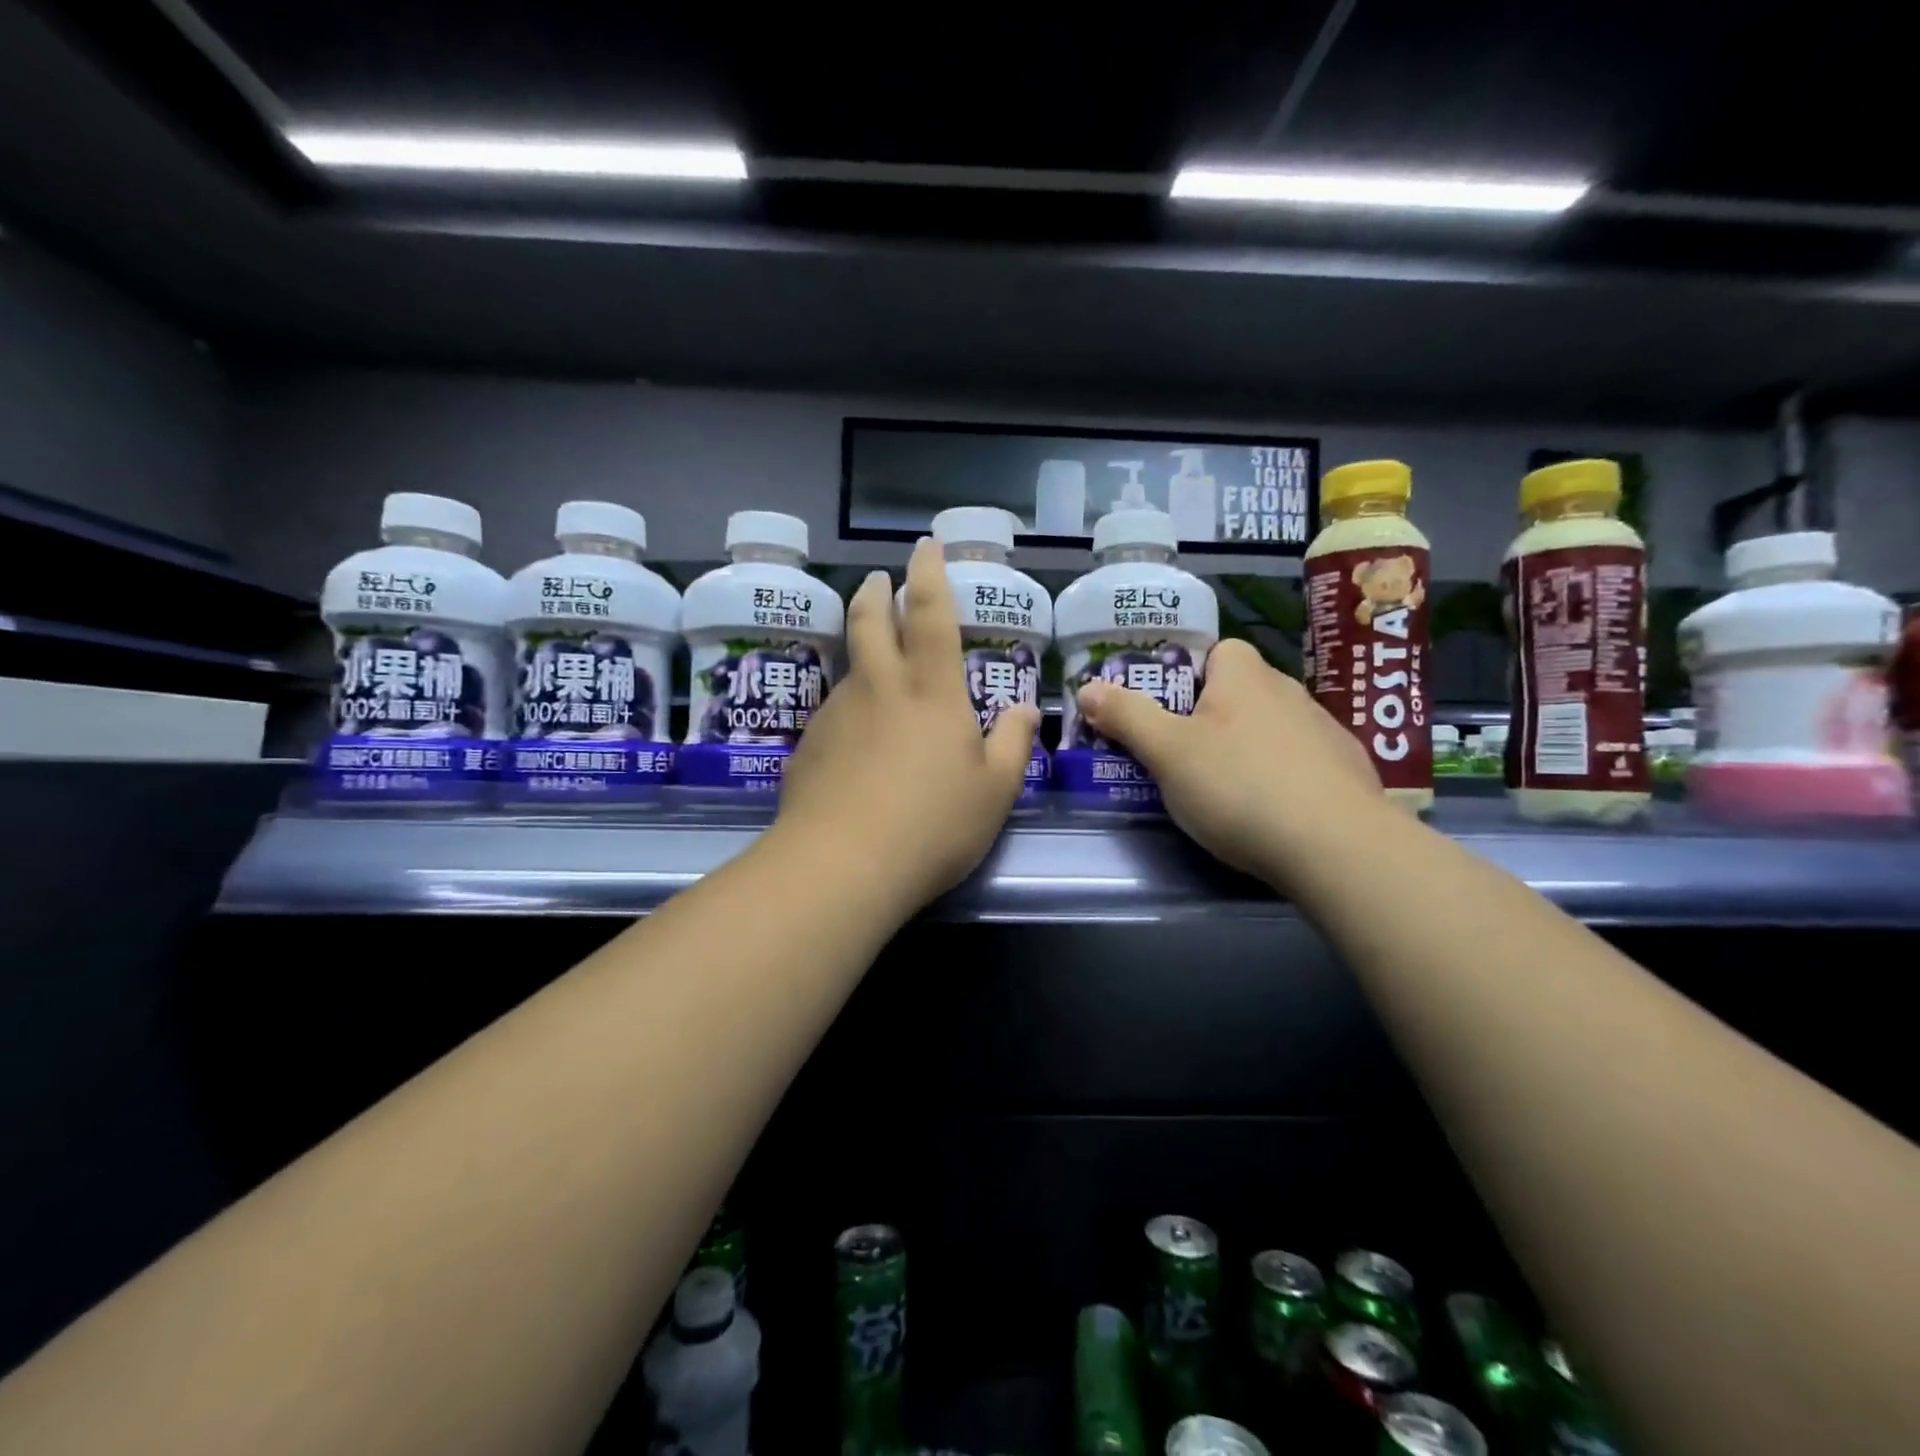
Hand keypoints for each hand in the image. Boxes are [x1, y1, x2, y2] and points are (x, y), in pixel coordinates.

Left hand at [771, 537, 1040, 915]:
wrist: (842, 865)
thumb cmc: (933, 824)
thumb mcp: (994, 790)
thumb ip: (1014, 744)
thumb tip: (1026, 710)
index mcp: (931, 690)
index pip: (931, 614)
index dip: (930, 574)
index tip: (925, 547)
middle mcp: (879, 688)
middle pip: (870, 621)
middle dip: (876, 592)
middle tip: (878, 579)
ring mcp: (837, 713)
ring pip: (850, 667)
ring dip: (861, 652)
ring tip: (874, 666)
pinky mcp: (809, 745)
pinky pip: (834, 712)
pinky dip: (849, 708)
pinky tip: (855, 741)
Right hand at [1074, 639, 1382, 883]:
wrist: (1338, 846)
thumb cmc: (1239, 786)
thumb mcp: (1167, 753)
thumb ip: (1126, 716)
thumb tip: (1087, 687)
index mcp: (1244, 675)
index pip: (1215, 652)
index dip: (1185, 676)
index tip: (1164, 713)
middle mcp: (1288, 690)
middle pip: (1238, 692)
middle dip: (1208, 717)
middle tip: (1179, 757)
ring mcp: (1323, 729)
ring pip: (1268, 727)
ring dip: (1245, 747)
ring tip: (1222, 791)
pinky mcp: (1346, 769)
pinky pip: (1299, 760)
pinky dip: (1280, 776)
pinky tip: (1270, 812)